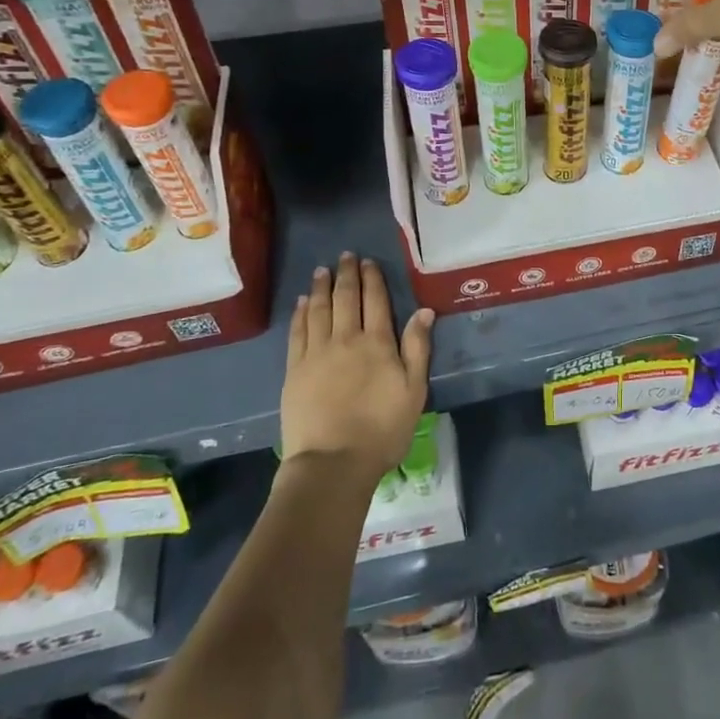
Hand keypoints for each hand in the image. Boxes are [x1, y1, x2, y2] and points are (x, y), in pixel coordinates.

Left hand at [281, 253, 432, 480]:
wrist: (333, 462)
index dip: (372, 279)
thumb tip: (424, 311)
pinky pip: (298, 332)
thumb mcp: (413, 390)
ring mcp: (316, 353)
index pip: (375, 301)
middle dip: (346, 275)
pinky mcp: (295, 370)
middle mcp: (345, 339)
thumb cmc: (382, 429)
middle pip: (345, 299)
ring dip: (321, 287)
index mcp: (377, 343)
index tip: (368, 262)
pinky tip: (302, 303)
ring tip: (322, 271)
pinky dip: (300, 313)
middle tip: (346, 256)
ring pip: (318, 310)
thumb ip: (417, 348)